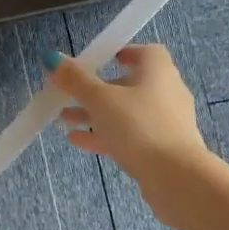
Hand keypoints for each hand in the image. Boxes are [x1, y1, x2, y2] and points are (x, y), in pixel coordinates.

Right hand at [49, 45, 215, 210]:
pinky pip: (131, 135)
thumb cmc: (139, 126)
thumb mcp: (100, 100)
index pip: (145, 52)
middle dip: (98, 89)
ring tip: (65, 119)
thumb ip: (76, 80)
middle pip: (130, 84)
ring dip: (97, 114)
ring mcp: (167, 123)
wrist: (176, 178)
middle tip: (70, 93)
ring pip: (127, 112)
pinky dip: (107, 135)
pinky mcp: (163, 149)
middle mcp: (167, 92)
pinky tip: (79, 141)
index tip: (100, 60)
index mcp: (158, 71)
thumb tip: (52, 57)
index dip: (123, 52)